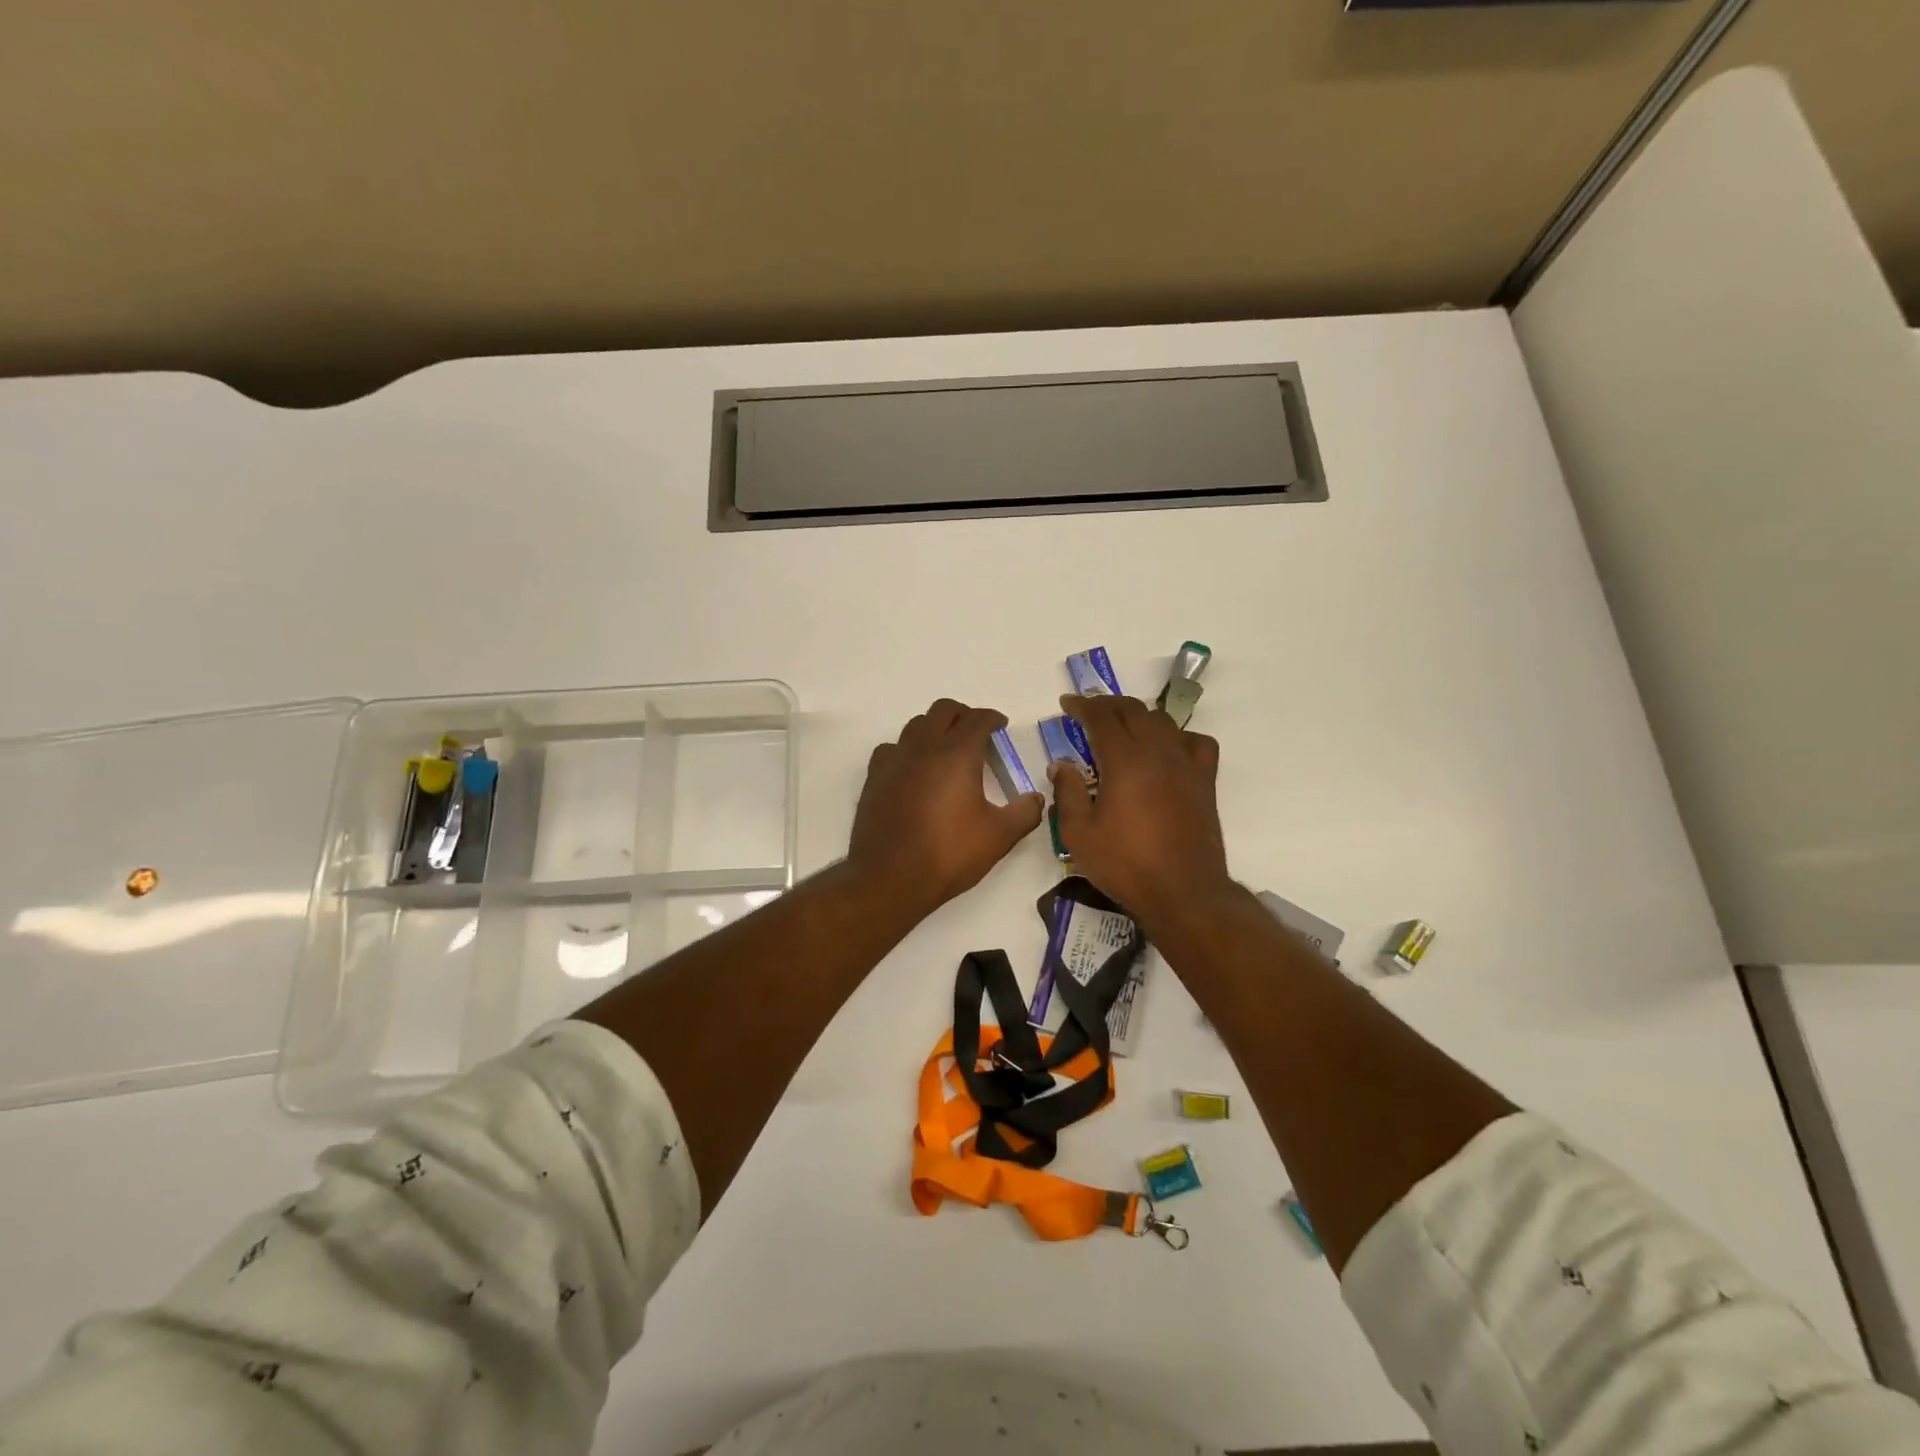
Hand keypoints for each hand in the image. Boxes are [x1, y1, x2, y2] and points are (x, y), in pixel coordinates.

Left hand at [848, 699, 1044, 916]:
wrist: (890, 877)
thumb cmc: (948, 854)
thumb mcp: (998, 837)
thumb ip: (1024, 813)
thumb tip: (1036, 799)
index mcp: (957, 754)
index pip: (977, 719)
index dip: (992, 718)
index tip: (1001, 726)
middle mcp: (924, 748)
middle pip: (943, 710)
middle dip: (963, 715)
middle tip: (976, 733)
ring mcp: (895, 760)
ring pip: (915, 725)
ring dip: (934, 728)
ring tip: (946, 749)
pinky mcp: (875, 777)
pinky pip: (892, 748)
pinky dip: (907, 749)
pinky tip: (913, 769)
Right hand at [1050, 694, 1229, 928]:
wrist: (1183, 892)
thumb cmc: (1125, 864)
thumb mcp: (1079, 834)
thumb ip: (1067, 793)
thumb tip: (1061, 765)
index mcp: (1125, 761)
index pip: (1101, 717)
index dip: (1082, 706)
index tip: (1067, 704)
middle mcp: (1158, 752)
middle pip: (1133, 711)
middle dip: (1108, 705)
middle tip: (1089, 712)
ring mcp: (1186, 765)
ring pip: (1163, 721)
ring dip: (1139, 716)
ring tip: (1123, 727)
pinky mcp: (1205, 781)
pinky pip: (1196, 742)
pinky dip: (1179, 737)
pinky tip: (1168, 750)